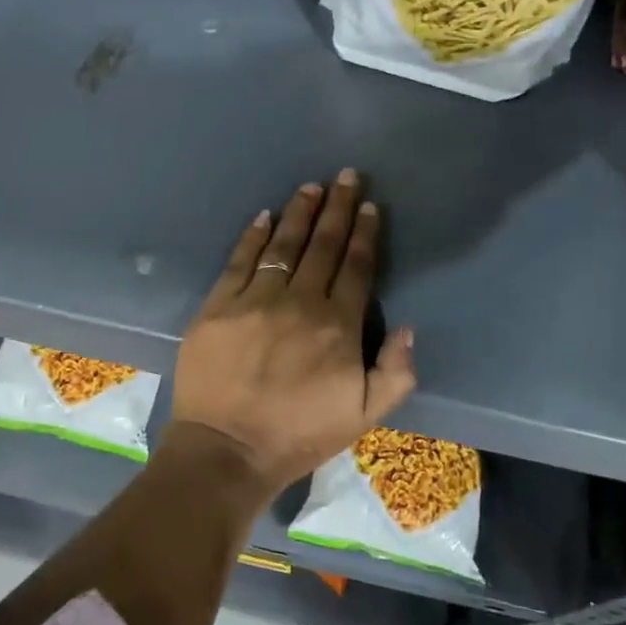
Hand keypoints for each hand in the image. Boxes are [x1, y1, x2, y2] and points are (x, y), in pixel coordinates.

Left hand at [170, 169, 416, 494]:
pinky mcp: (218, 305)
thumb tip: (406, 327)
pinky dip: (253, 236)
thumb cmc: (299, 435)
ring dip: (299, 213)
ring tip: (311, 187)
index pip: (355, 268)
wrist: (227, 449)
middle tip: (346, 175)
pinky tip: (264, 216)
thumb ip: (395, 372)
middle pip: (323, 246)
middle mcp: (299, 302)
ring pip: (283, 246)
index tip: (370, 206)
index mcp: (337, 326)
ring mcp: (255, 300)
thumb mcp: (363, 417)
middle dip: (338, 208)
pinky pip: (239, 261)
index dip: (364, 234)